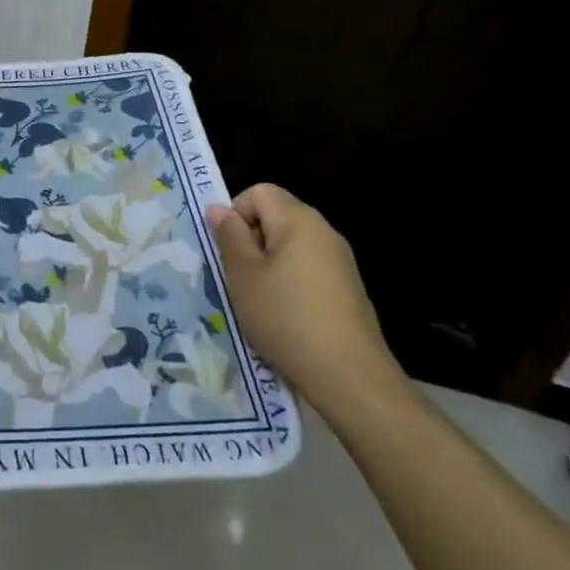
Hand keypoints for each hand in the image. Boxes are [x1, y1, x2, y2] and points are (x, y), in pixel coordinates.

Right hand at [209, 184, 405, 416]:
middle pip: (277, 216)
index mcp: (298, 219)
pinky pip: (310, 271)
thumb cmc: (286, 318)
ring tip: (259, 301)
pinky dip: (292, 284)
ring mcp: (341, 261)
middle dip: (252, 240)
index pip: (259, 192)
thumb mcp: (243, 276)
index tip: (228, 250)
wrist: (351, 378)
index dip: (236, 213)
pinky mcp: (349, 290)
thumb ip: (229, 236)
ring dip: (270, 265)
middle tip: (238, 277)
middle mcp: (324, 231)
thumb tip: (219, 208)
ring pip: (292, 246)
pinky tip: (286, 318)